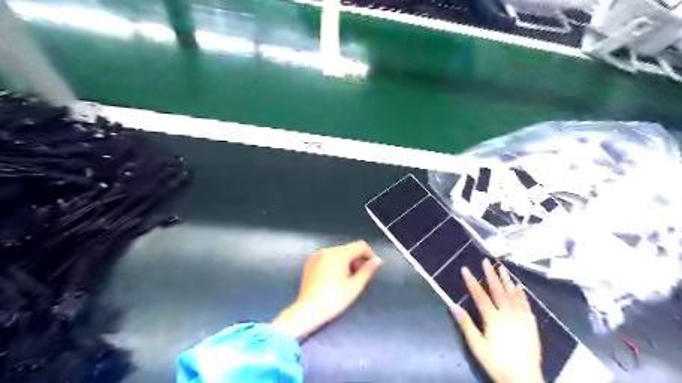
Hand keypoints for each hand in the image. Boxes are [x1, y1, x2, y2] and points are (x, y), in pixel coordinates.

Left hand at [271, 242, 382, 338]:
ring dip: (346, 262)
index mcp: (339, 254)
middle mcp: (327, 250)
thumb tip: (377, 260)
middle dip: (357, 259)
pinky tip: (334, 279)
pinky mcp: (310, 262)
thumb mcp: (355, 286)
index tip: (373, 266)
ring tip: (347, 279)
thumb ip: (367, 270)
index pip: (360, 246)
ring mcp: (317, 255)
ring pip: (338, 253)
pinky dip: (335, 263)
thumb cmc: (333, 300)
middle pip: (349, 249)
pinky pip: (328, 257)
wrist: (307, 311)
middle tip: (360, 277)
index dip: (369, 254)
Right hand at [451, 260, 544, 382]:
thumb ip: (465, 324)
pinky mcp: (531, 323)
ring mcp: (521, 317)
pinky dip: (521, 293)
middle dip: (490, 274)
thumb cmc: (496, 362)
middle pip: (497, 290)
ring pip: (513, 294)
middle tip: (486, 261)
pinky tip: (519, 286)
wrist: (524, 379)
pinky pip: (525, 303)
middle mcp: (507, 314)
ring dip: (506, 279)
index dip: (471, 282)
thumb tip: (452, 305)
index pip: (479, 295)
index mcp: (492, 318)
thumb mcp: (477, 346)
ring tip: (502, 267)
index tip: (465, 269)